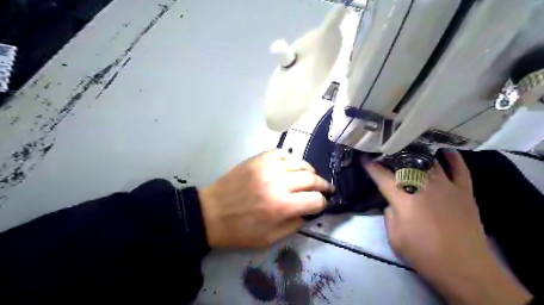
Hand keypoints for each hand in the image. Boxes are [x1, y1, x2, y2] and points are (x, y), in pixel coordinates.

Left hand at [199, 149, 331, 247]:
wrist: (210, 213)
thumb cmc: (239, 231)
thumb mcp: (269, 239)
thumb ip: (293, 225)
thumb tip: (307, 212)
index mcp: (282, 206)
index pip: (315, 200)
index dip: (322, 203)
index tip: (322, 204)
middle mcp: (278, 183)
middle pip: (311, 178)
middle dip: (323, 184)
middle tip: (326, 188)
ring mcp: (267, 167)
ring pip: (299, 162)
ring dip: (309, 170)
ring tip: (311, 176)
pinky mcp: (257, 159)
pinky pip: (281, 153)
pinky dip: (290, 159)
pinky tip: (290, 166)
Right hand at [360, 150, 531, 304]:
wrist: (464, 267)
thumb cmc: (424, 253)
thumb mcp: (394, 237)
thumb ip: (389, 214)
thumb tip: (393, 203)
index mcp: (402, 198)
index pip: (381, 176)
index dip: (370, 166)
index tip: (364, 157)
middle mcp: (422, 186)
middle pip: (405, 164)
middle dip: (392, 157)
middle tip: (385, 154)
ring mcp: (445, 186)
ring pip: (429, 162)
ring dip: (417, 155)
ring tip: (409, 150)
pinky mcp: (464, 191)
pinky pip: (459, 168)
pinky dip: (453, 158)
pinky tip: (445, 152)